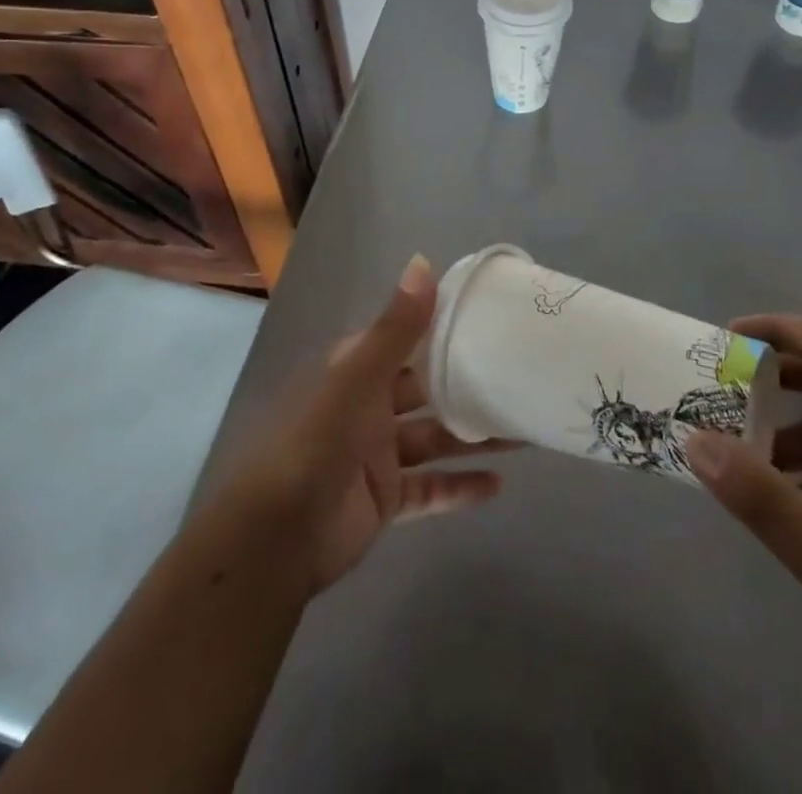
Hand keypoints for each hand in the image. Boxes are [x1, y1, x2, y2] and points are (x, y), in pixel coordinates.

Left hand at [226, 254, 510, 595]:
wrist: (277, 539)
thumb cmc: (317, 444)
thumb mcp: (358, 380)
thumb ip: (395, 328)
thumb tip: (423, 263)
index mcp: (358, 369)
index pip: (407, 338)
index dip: (444, 326)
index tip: (490, 318)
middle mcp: (369, 404)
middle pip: (428, 388)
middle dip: (468, 385)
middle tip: (518, 379)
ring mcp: (377, 453)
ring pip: (435, 437)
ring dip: (474, 436)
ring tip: (524, 433)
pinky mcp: (385, 497)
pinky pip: (430, 488)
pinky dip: (460, 487)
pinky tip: (498, 485)